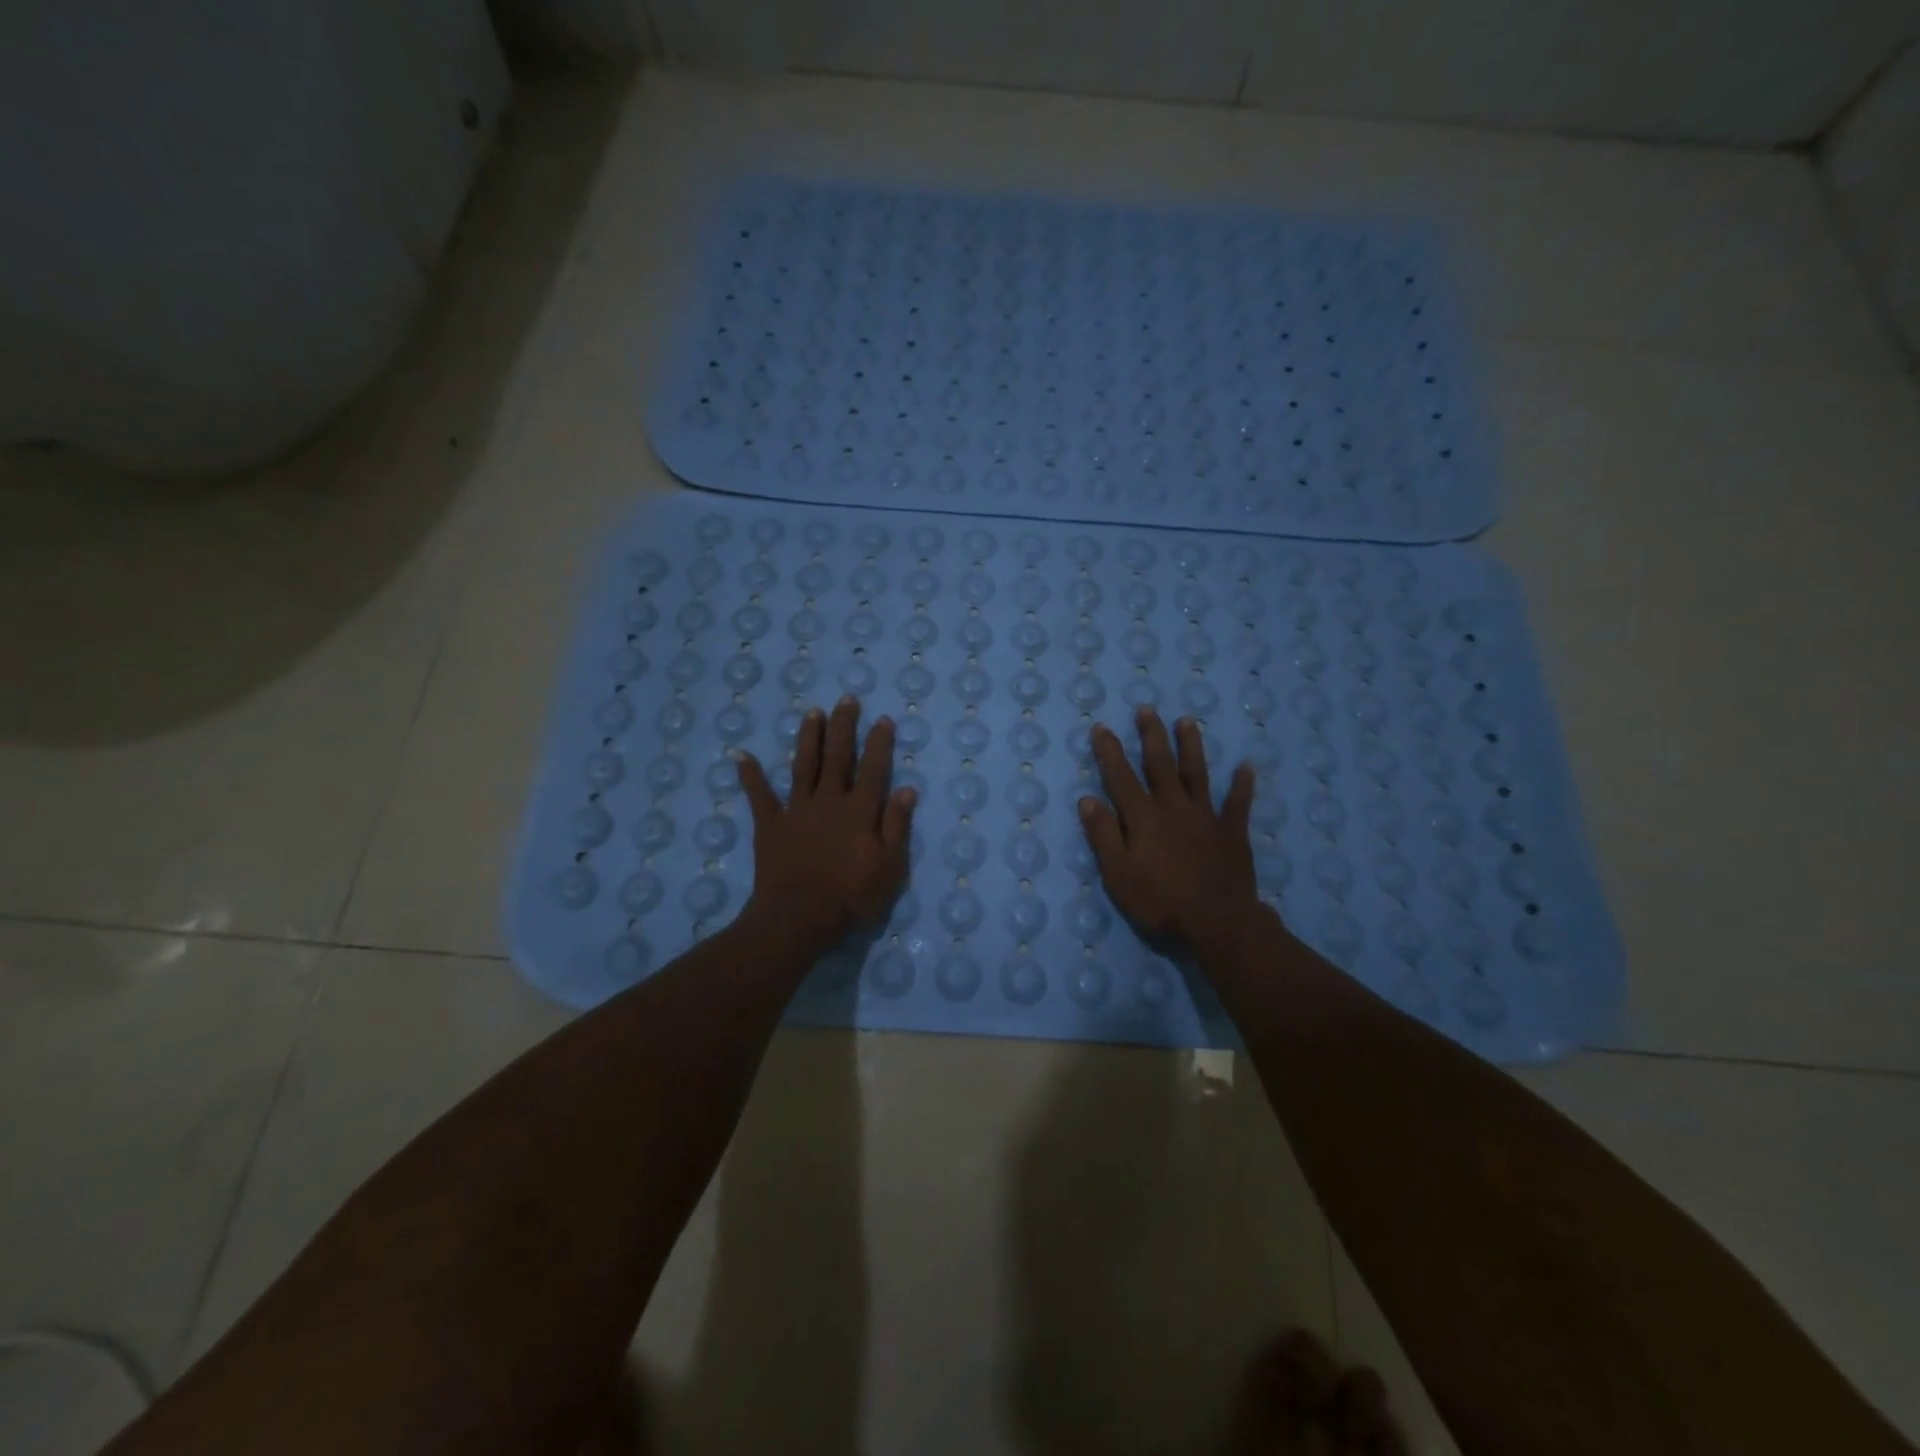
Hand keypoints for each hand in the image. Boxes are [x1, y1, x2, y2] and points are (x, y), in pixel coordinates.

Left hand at [736, 696, 916, 949]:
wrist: (799, 916)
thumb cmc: (852, 895)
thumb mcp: (890, 866)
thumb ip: (897, 826)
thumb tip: (906, 789)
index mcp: (860, 810)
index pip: (874, 769)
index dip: (879, 743)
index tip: (883, 719)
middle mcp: (829, 800)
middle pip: (838, 757)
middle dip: (843, 727)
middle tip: (846, 700)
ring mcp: (797, 810)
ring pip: (804, 765)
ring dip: (808, 738)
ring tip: (812, 713)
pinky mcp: (770, 825)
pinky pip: (759, 796)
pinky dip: (750, 775)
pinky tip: (741, 755)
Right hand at [1078, 708, 1259, 945]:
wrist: (1217, 921)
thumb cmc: (1160, 901)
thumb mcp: (1118, 874)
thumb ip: (1103, 835)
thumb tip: (1088, 799)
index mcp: (1143, 817)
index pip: (1121, 777)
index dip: (1110, 751)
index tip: (1101, 727)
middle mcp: (1174, 807)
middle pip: (1160, 764)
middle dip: (1151, 735)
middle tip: (1147, 709)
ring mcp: (1206, 816)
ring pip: (1197, 773)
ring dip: (1191, 746)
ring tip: (1188, 721)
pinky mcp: (1232, 832)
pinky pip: (1238, 803)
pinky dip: (1242, 785)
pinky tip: (1246, 767)